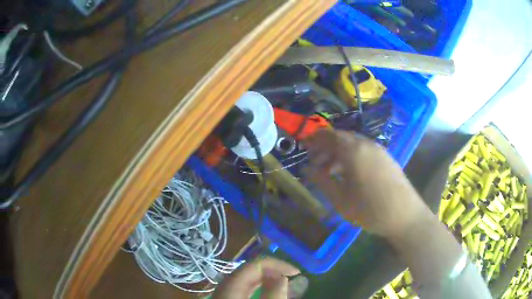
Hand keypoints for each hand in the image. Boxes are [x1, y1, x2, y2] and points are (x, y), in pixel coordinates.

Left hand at [213, 257, 299, 298]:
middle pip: (250, 270)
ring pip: (247, 280)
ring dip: (266, 279)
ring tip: (284, 283)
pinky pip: (244, 288)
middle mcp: (225, 285)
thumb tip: (283, 277)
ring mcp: (224, 292)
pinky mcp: (228, 297)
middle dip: (273, 271)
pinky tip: (266, 291)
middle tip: (292, 277)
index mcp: (230, 284)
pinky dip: (258, 287)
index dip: (277, 264)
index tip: (296, 272)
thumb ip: (272, 295)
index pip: (255, 264)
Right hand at [304, 130, 427, 238]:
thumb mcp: (340, 199)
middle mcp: (366, 144)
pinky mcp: (386, 157)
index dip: (314, 139)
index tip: (304, 148)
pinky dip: (352, 155)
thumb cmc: (369, 209)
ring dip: (339, 152)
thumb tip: (307, 168)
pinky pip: (364, 150)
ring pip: (353, 143)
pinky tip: (350, 173)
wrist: (404, 215)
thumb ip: (321, 181)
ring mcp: (378, 149)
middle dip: (326, 147)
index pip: (328, 136)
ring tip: (331, 171)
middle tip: (316, 163)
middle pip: (341, 137)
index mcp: (352, 151)